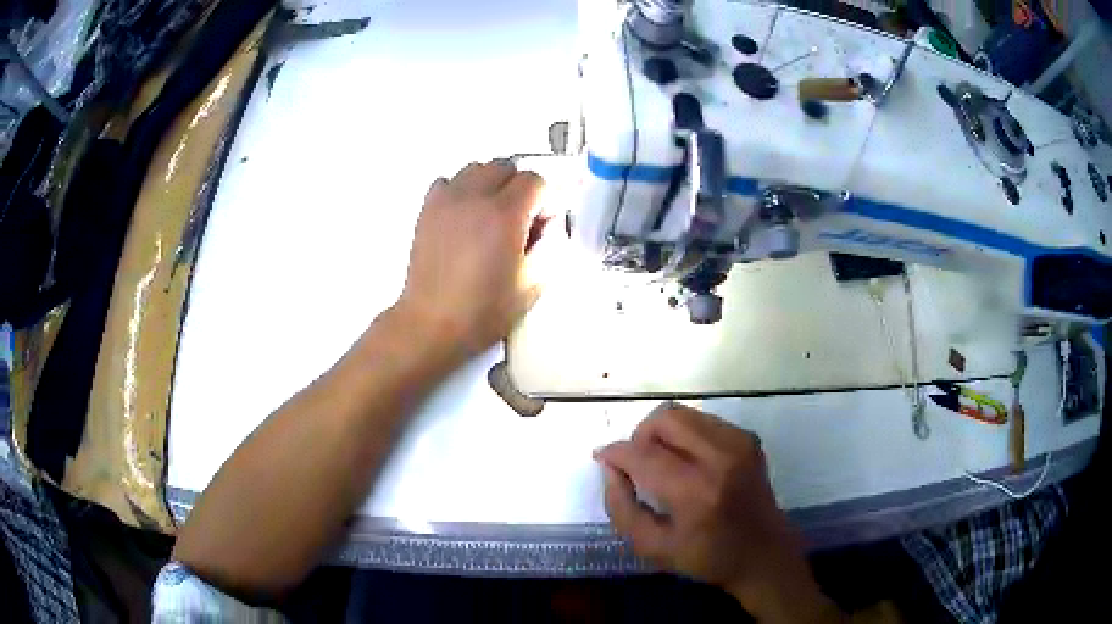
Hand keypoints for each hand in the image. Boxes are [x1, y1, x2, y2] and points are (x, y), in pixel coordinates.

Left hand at [396, 160, 547, 360]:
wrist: (432, 323)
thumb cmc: (482, 311)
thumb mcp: (532, 285)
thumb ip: (549, 247)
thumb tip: (548, 226)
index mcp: (504, 216)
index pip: (535, 180)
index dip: (545, 200)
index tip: (542, 224)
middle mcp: (474, 198)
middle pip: (506, 167)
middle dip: (519, 187)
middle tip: (519, 219)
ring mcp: (447, 201)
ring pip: (476, 168)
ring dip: (490, 184)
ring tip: (491, 215)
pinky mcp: (427, 210)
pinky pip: (448, 182)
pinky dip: (461, 190)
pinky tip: (464, 216)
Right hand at [595, 403, 836, 621]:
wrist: (762, 553)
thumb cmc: (705, 557)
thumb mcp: (651, 546)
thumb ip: (621, 507)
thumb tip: (609, 466)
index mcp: (695, 492)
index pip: (642, 454)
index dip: (615, 453)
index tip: (603, 458)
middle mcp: (720, 458)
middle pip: (664, 419)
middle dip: (640, 436)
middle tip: (637, 462)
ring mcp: (739, 443)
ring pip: (684, 414)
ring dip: (663, 433)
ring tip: (663, 461)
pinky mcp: (748, 438)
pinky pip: (703, 420)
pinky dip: (686, 435)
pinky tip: (689, 461)